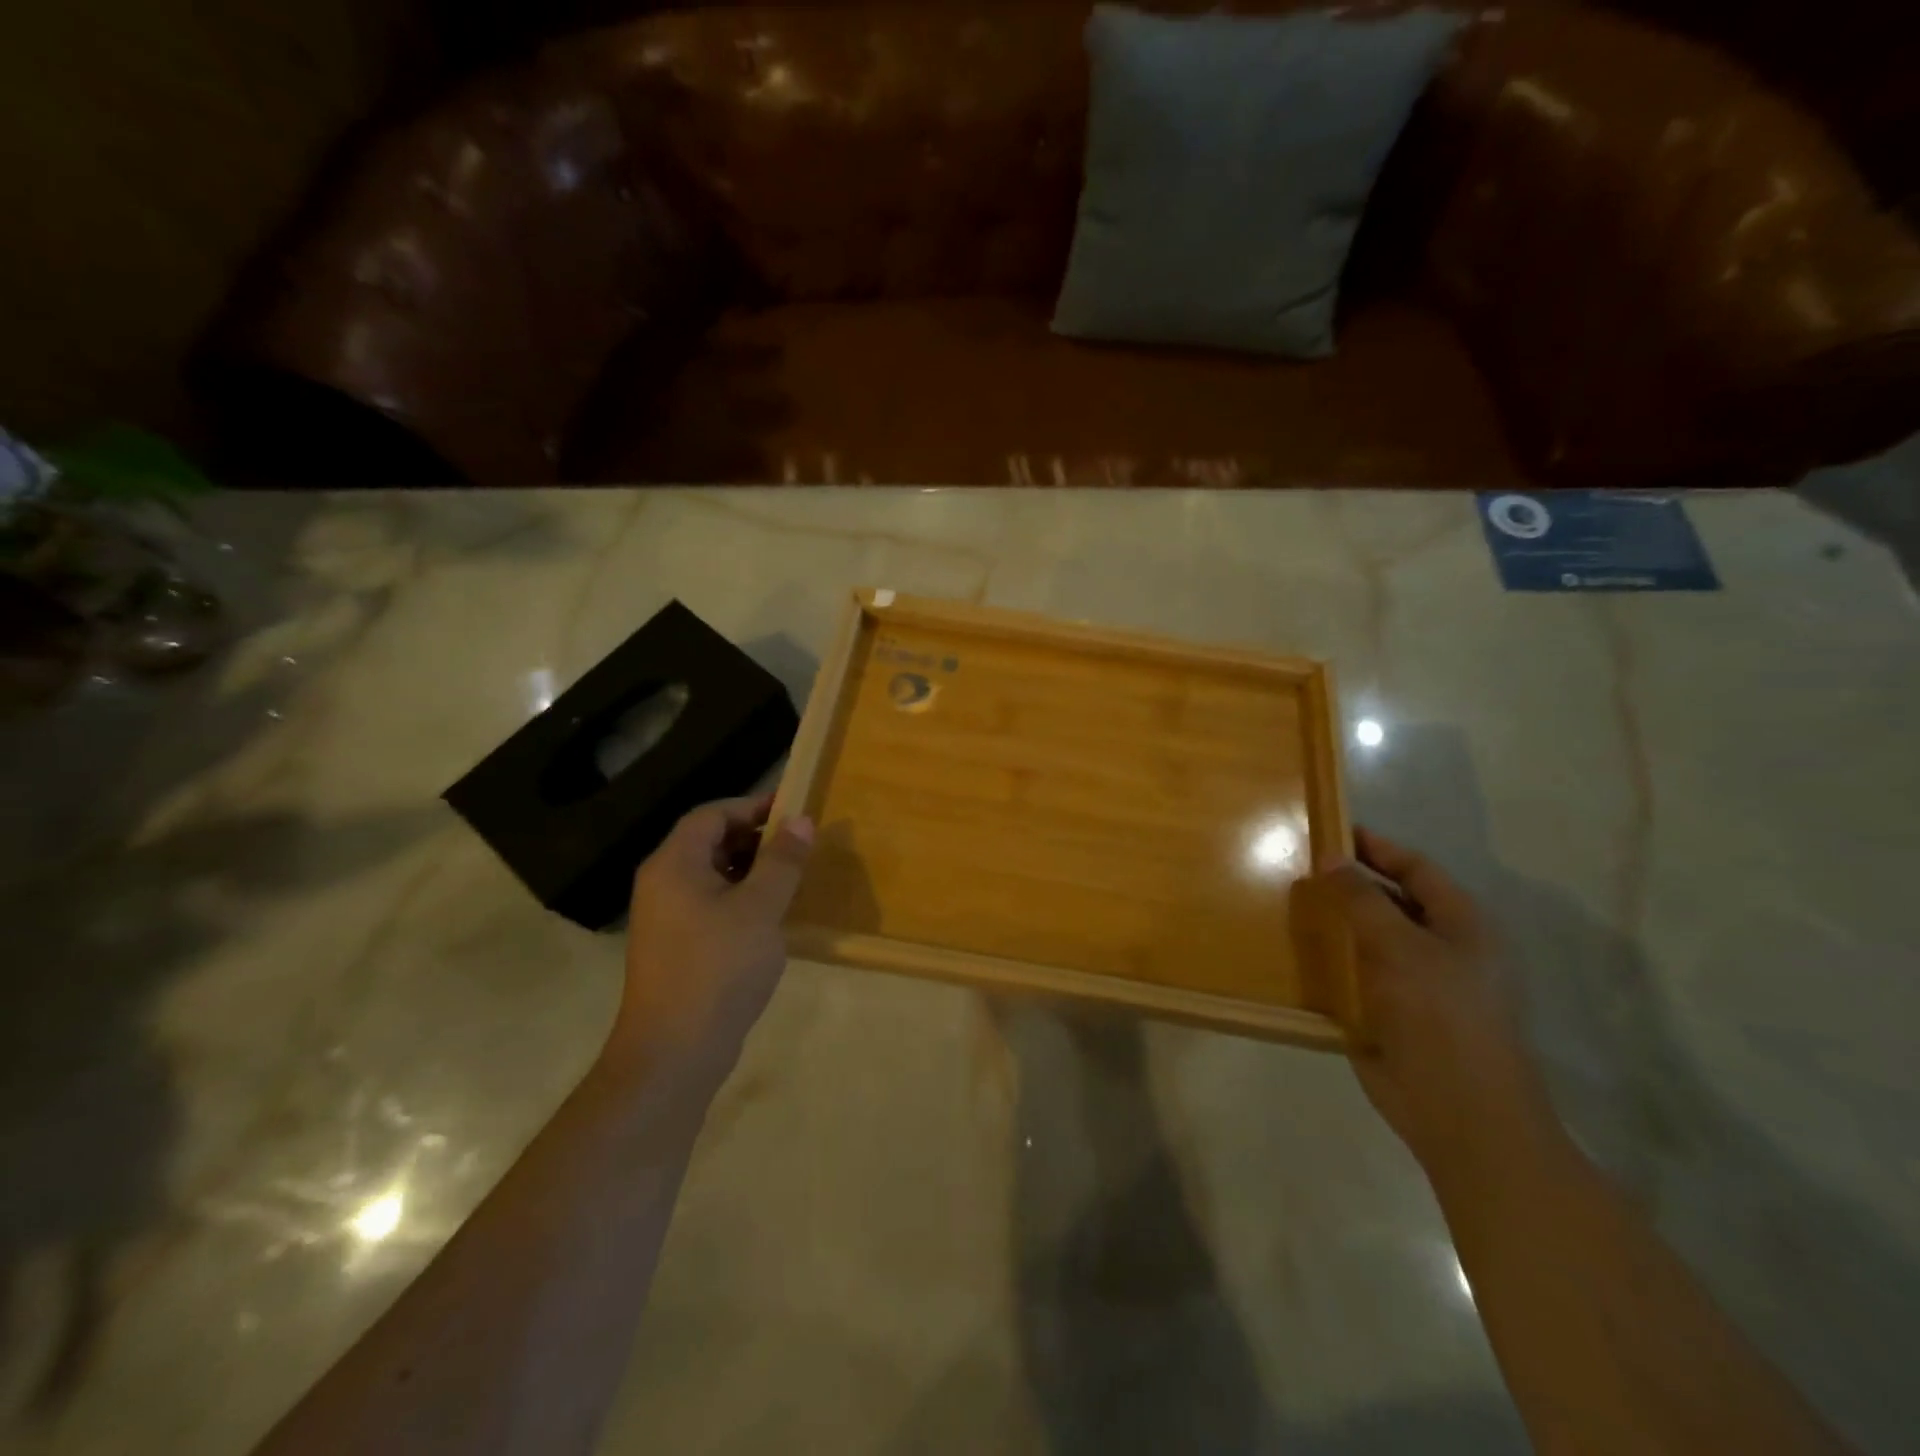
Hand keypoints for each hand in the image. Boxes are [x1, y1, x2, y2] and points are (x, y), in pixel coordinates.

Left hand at [610, 794, 813, 1086]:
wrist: (674, 1053)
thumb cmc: (719, 968)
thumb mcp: (760, 909)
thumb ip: (782, 861)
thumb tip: (801, 820)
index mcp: (674, 864)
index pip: (711, 815)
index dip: (752, 806)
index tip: (793, 810)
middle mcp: (662, 883)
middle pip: (708, 841)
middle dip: (754, 837)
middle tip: (797, 844)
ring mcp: (665, 918)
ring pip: (710, 875)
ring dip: (749, 869)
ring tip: (789, 877)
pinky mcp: (675, 946)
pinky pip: (708, 904)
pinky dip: (739, 897)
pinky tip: (768, 916)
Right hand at [1315, 828, 1557, 1179]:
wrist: (1459, 1112)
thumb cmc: (1440, 1016)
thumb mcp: (1400, 946)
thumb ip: (1362, 899)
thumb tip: (1330, 858)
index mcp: (1462, 924)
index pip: (1416, 869)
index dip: (1376, 847)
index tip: (1330, 831)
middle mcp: (1442, 948)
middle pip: (1392, 901)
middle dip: (1349, 884)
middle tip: (1298, 868)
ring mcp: (1417, 983)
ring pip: (1370, 939)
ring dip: (1335, 923)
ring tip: (1288, 903)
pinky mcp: (1392, 1013)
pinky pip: (1357, 974)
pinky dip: (1331, 960)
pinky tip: (1295, 951)